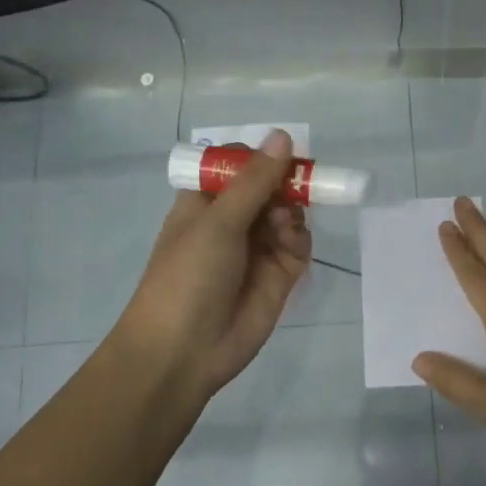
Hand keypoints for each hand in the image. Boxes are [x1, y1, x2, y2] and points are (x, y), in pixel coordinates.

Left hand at [115, 130, 311, 399]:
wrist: (185, 350)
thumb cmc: (188, 275)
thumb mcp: (218, 221)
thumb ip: (255, 180)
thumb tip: (283, 135)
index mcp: (205, 201)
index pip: (237, 164)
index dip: (259, 156)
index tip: (281, 154)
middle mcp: (233, 220)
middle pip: (270, 185)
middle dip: (285, 182)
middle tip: (296, 185)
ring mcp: (258, 247)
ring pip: (289, 212)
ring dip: (291, 211)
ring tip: (281, 226)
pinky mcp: (280, 274)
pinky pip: (299, 243)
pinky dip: (300, 238)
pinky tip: (290, 244)